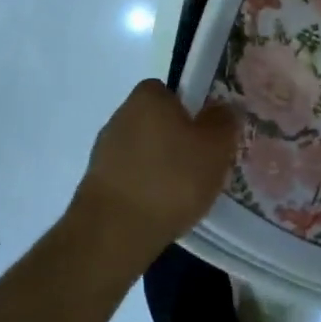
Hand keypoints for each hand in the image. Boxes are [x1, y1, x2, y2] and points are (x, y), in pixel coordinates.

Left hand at [72, 80, 239, 268]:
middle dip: (176, 139)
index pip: (171, 92)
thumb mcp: (215, 147)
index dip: (191, 110)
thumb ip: (223, 122)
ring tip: (183, 193)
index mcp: (148, 97)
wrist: (115, 230)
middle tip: (201, 165)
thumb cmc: (172, 178)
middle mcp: (121, 115)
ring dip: (160, 166)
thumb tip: (223, 108)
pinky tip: (160, 208)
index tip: (206, 135)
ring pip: (143, 150)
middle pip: (157, 121)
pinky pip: (131, 176)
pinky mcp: (96, 182)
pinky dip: (145, 187)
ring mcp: (104, 149)